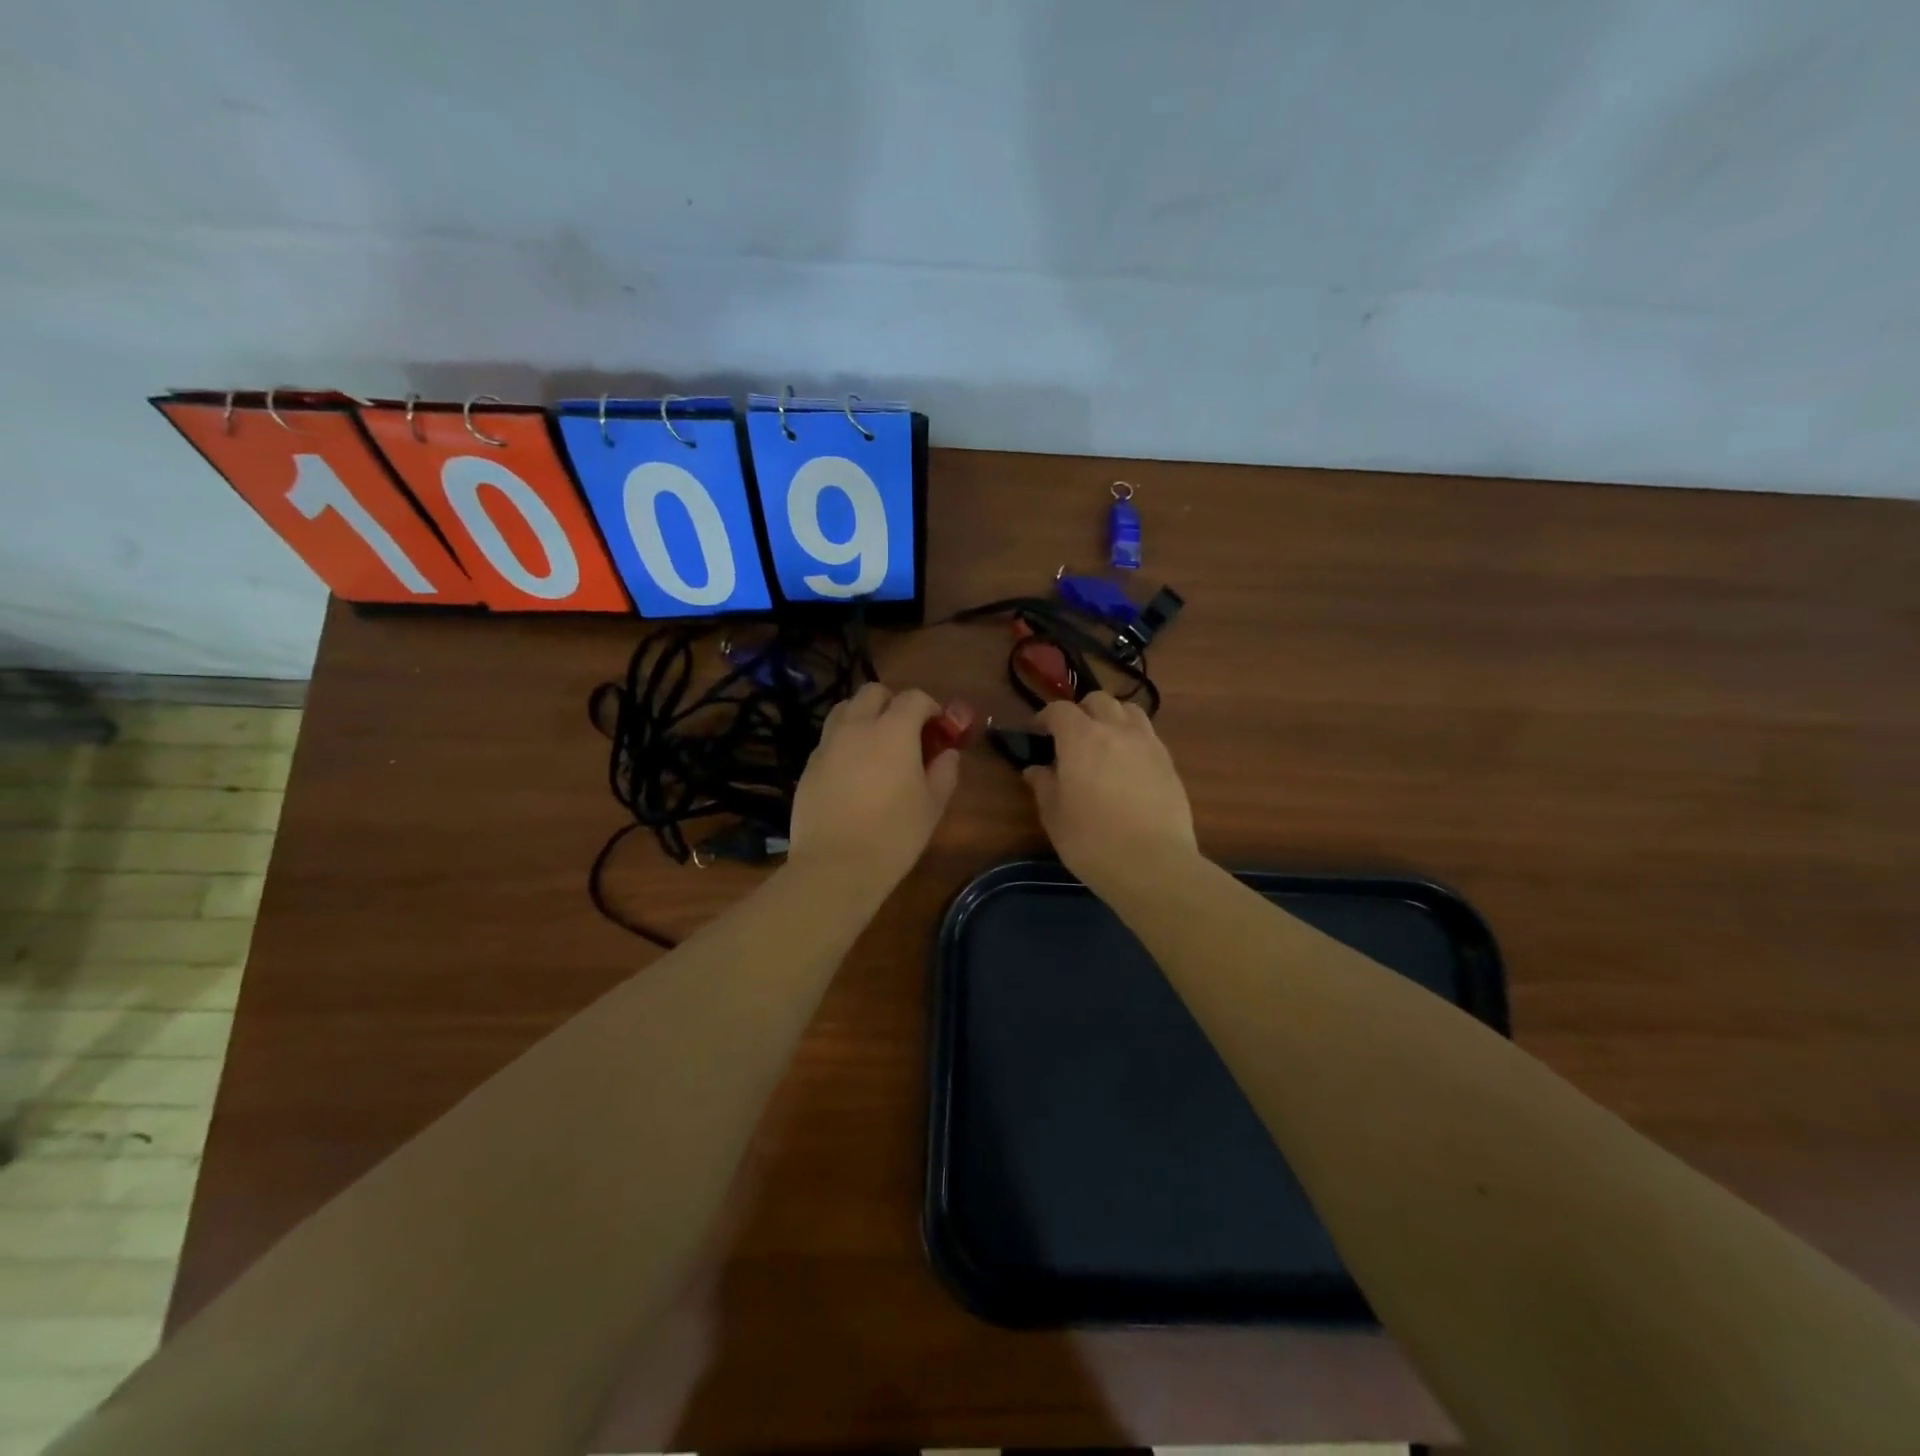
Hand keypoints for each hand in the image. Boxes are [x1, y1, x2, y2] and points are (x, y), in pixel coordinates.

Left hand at [788, 683, 960, 889]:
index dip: (930, 708)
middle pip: (873, 692)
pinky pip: (829, 739)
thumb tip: (947, 754)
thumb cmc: (894, 835)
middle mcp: (857, 727)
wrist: (835, 866)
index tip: (938, 729)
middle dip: (892, 703)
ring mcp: (828, 744)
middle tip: (905, 732)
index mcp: (893, 730)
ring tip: (875, 745)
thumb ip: (944, 772)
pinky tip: (853, 772)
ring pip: (845, 709)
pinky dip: (844, 742)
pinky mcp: (809, 765)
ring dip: (864, 716)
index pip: (914, 698)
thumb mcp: (932, 806)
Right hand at [1023, 692, 1198, 893]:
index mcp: (1080, 738)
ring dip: (1112, 718)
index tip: (1038, 732)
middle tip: (1071, 736)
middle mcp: (1116, 730)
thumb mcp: (1055, 816)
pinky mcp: (1169, 762)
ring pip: (1129, 711)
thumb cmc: (1092, 841)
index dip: (1045, 717)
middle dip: (1081, 711)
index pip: (1060, 710)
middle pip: (1098, 701)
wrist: (1153, 864)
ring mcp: (1147, 743)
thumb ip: (1044, 786)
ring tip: (1104, 742)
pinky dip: (1133, 738)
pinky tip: (1128, 764)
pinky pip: (1148, 735)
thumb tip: (1035, 770)